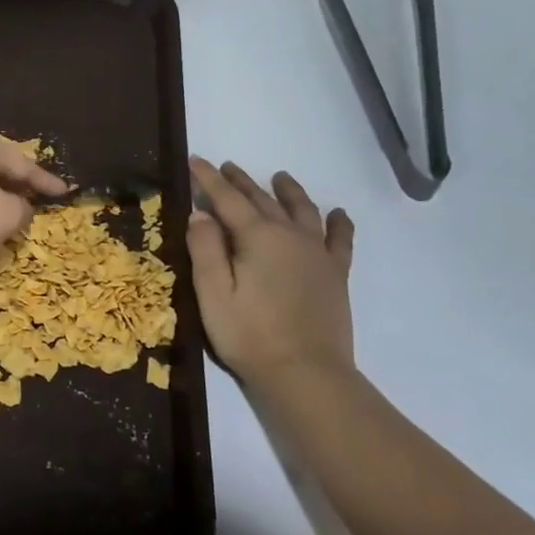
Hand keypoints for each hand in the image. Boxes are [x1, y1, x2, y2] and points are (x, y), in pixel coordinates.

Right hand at [186, 157, 355, 394]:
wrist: (306, 374)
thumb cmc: (249, 335)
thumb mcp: (213, 294)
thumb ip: (205, 249)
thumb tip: (201, 213)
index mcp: (257, 237)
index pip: (227, 199)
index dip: (209, 179)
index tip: (194, 159)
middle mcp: (290, 235)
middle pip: (263, 199)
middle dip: (241, 181)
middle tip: (226, 167)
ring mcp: (317, 254)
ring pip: (302, 210)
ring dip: (288, 191)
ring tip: (280, 177)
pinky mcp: (335, 274)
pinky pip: (340, 239)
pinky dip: (338, 222)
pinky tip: (337, 213)